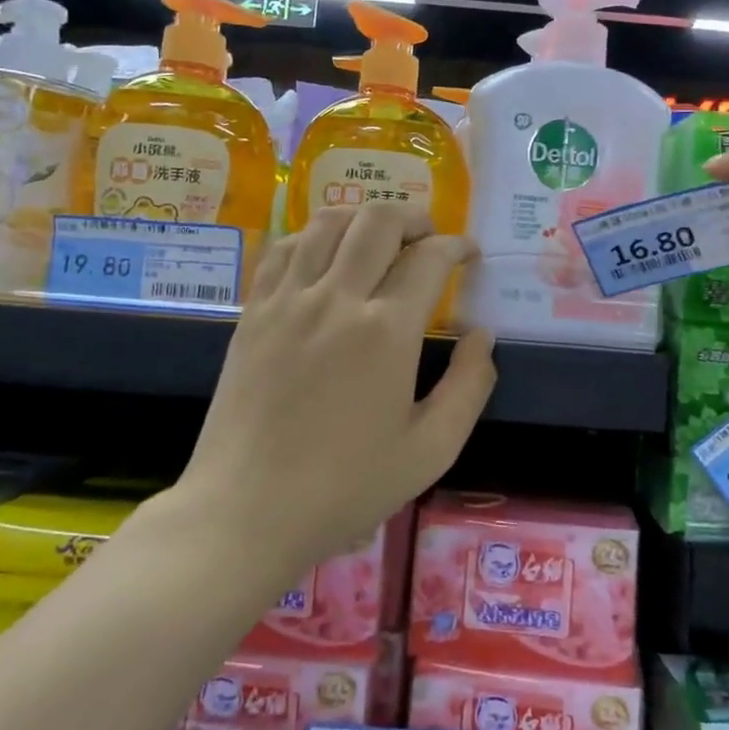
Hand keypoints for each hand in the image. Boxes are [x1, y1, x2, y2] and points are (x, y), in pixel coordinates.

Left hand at [181, 202, 496, 570]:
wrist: (247, 511)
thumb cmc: (345, 487)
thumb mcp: (431, 450)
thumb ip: (469, 386)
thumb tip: (481, 336)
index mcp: (386, 331)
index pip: (429, 259)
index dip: (457, 247)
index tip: (469, 255)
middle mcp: (337, 298)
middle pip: (378, 221)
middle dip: (415, 218)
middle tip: (430, 240)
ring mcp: (288, 300)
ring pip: (329, 222)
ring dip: (364, 219)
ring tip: (382, 240)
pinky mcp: (253, 311)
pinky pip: (285, 248)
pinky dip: (316, 236)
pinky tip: (327, 256)